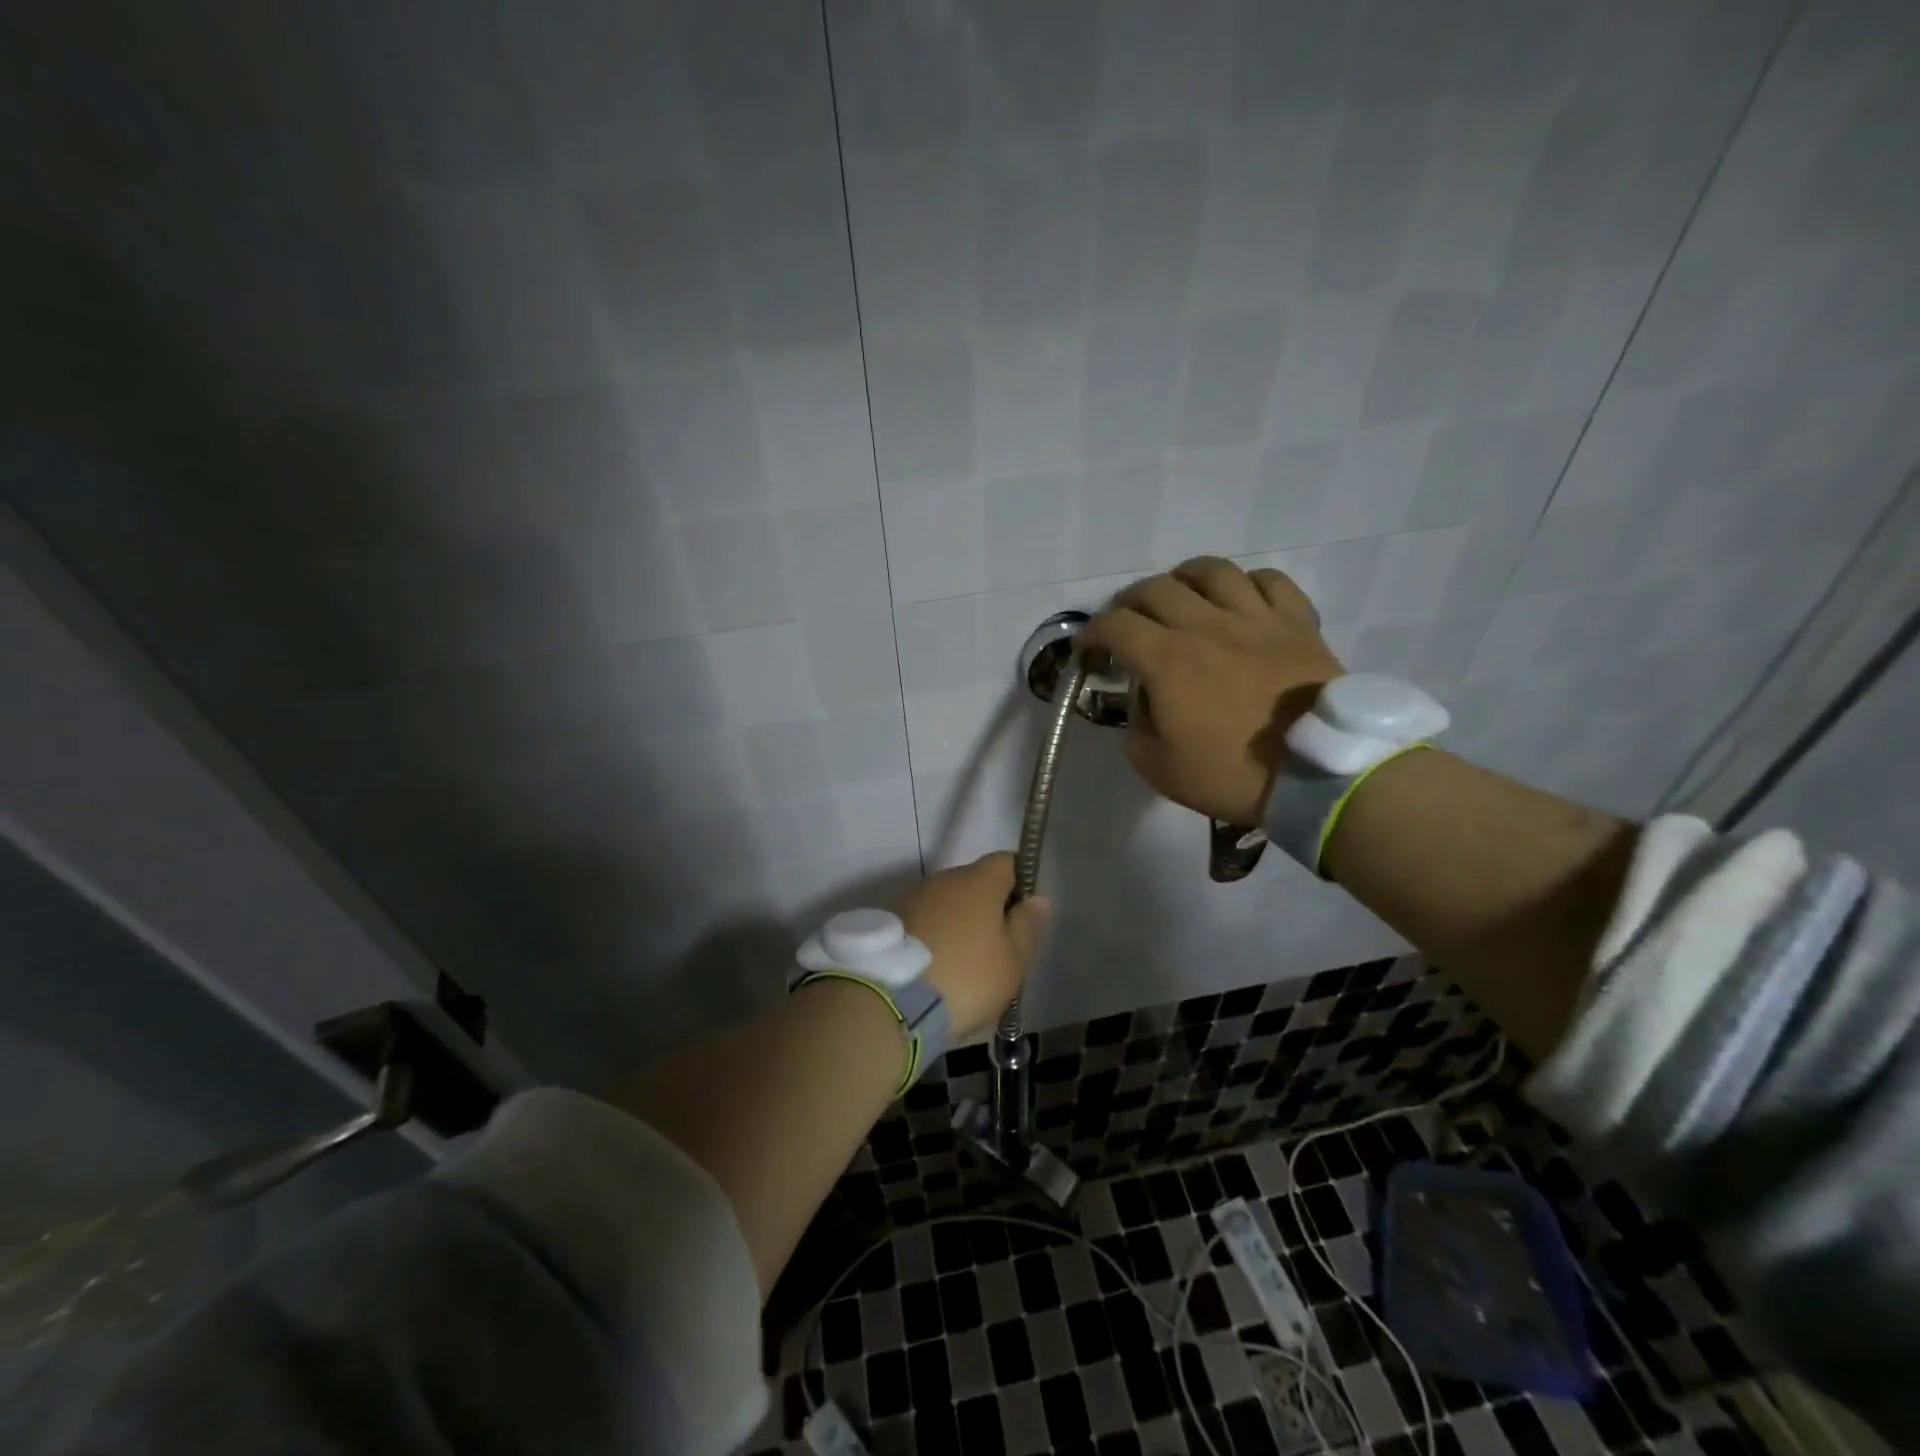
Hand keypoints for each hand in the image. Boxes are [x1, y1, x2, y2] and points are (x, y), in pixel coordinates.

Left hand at [895, 853, 1048, 1039]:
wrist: (890, 1000)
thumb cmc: (966, 976)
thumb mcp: (1012, 961)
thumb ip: (1027, 926)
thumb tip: (1037, 898)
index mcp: (979, 881)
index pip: (1006, 861)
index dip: (1020, 881)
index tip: (1025, 912)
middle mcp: (945, 879)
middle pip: (975, 882)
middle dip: (989, 906)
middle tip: (999, 946)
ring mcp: (914, 899)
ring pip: (948, 903)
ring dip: (960, 923)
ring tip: (967, 963)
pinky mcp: (892, 922)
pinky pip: (925, 922)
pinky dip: (936, 937)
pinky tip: (939, 968)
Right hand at [1079, 556, 1345, 825]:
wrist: (1316, 774)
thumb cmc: (1231, 774)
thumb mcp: (1159, 768)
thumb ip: (1136, 730)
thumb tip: (1144, 703)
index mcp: (1167, 660)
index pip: (1115, 626)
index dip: (1093, 633)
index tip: (1089, 650)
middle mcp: (1205, 625)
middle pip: (1155, 588)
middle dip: (1129, 603)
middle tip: (1128, 625)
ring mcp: (1254, 618)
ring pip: (1211, 570)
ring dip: (1184, 578)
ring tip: (1181, 596)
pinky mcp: (1295, 622)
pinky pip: (1269, 580)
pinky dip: (1246, 583)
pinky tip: (1240, 600)